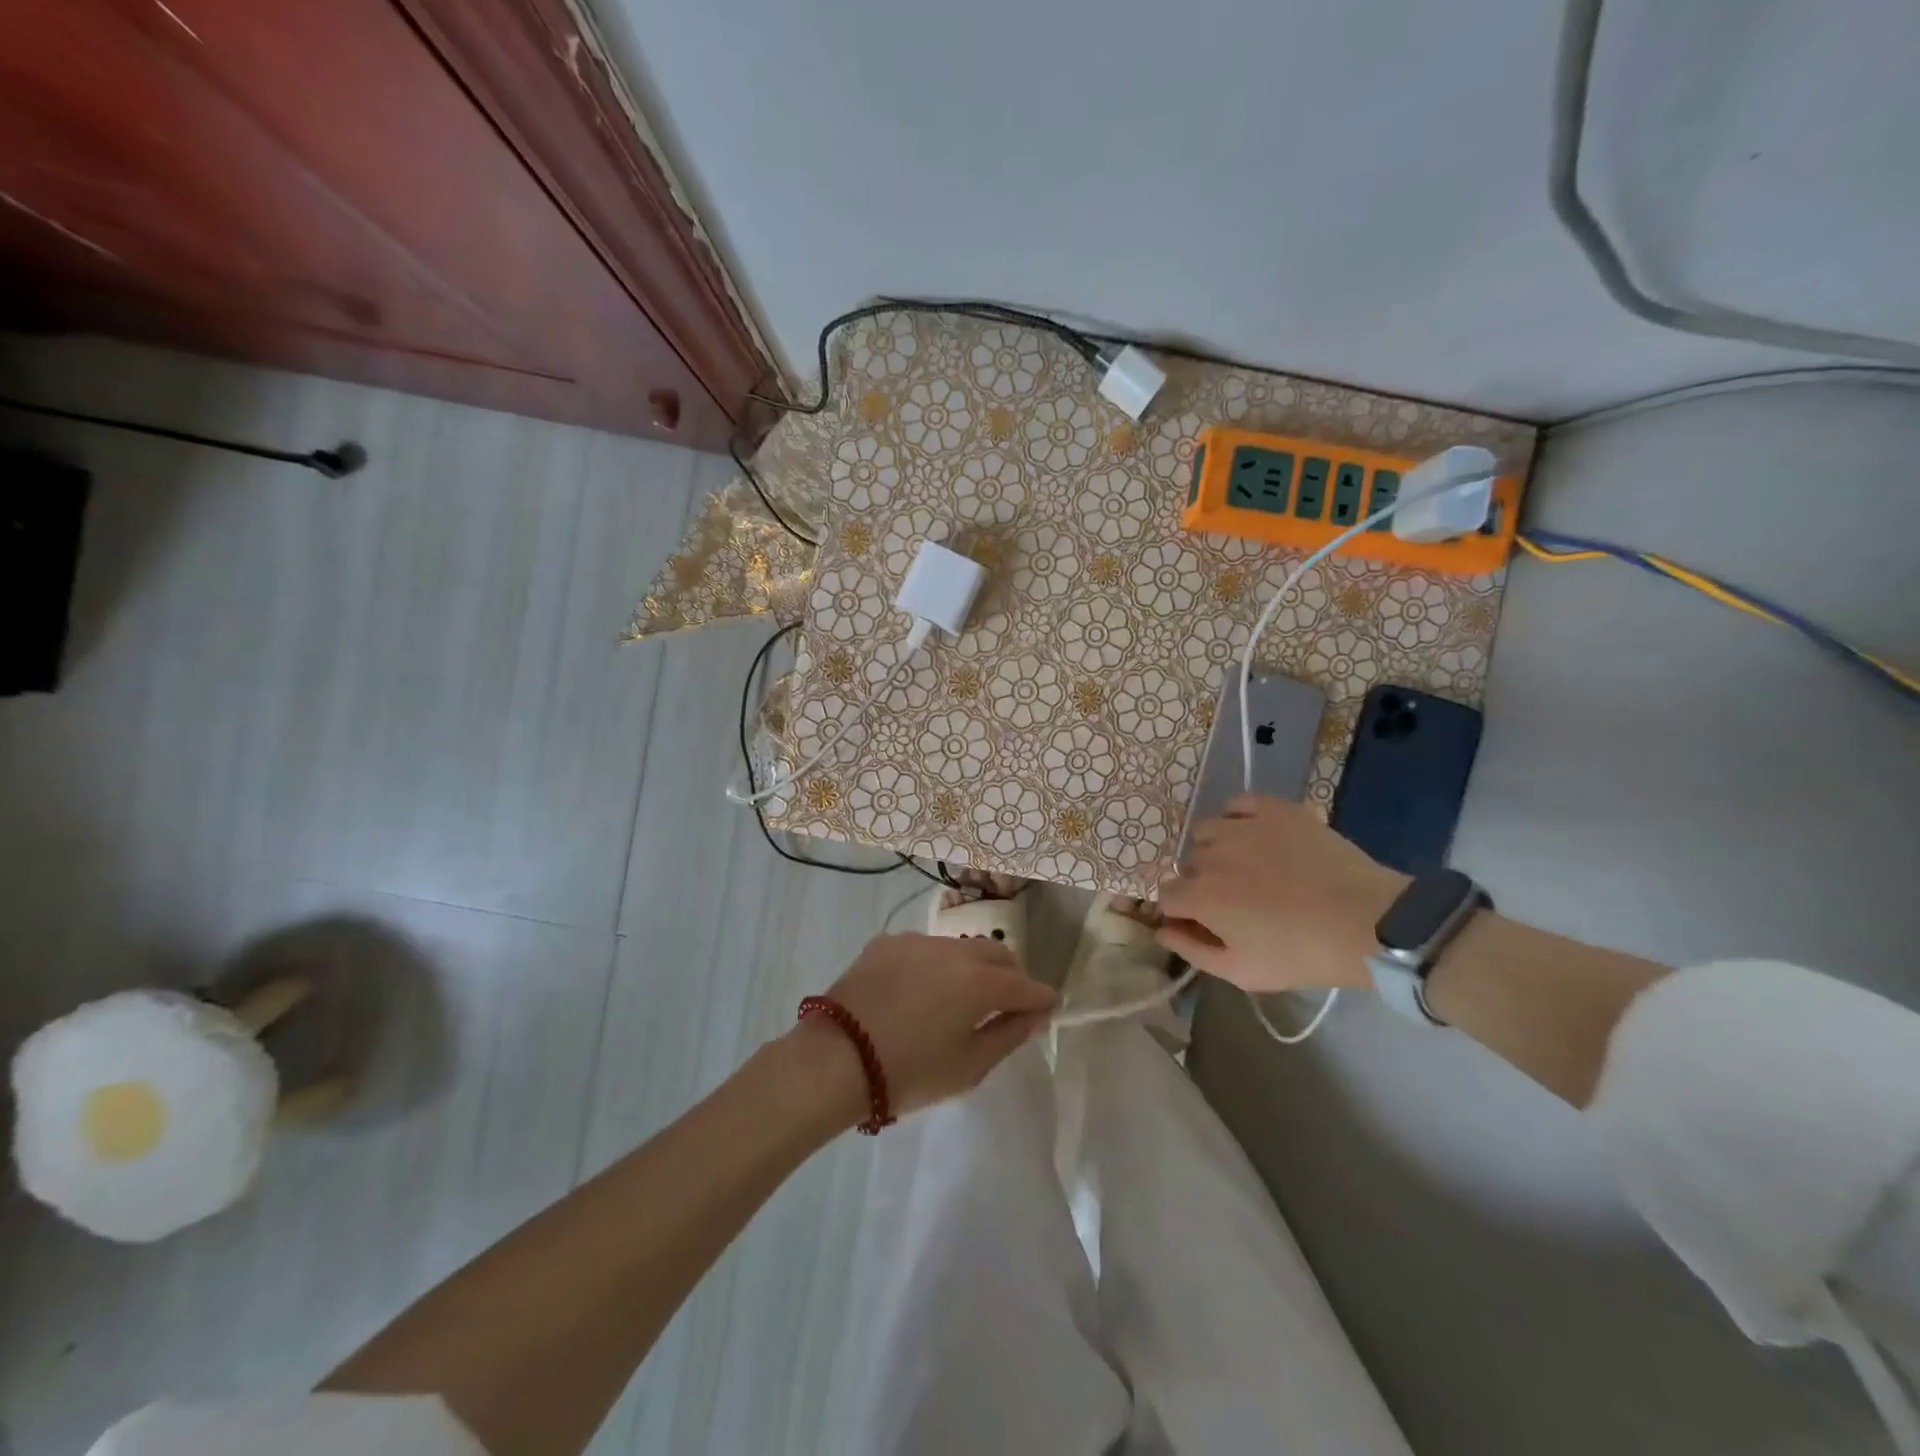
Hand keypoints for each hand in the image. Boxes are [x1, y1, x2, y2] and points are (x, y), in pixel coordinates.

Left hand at [797, 933, 1056, 1121]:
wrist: (834, 1060)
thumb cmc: (909, 1073)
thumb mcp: (968, 1067)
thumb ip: (1008, 1035)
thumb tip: (1035, 1015)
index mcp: (979, 982)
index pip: (1025, 984)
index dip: (1040, 998)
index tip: (1047, 1009)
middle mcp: (952, 950)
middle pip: (996, 953)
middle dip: (1011, 975)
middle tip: (1008, 1004)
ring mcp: (916, 941)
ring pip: (960, 947)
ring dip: (972, 967)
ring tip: (960, 998)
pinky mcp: (886, 943)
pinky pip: (924, 949)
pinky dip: (934, 965)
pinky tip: (919, 992)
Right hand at [1157, 795, 1406, 994]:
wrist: (1368, 923)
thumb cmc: (1301, 954)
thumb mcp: (1241, 971)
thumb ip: (1192, 950)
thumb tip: (1161, 930)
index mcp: (1200, 896)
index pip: (1166, 896)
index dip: (1180, 911)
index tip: (1201, 922)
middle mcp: (1211, 854)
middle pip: (1189, 865)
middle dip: (1201, 883)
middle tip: (1235, 901)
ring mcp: (1243, 827)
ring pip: (1208, 832)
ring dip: (1216, 849)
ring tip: (1247, 867)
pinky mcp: (1275, 810)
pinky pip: (1239, 803)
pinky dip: (1238, 817)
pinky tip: (1256, 836)